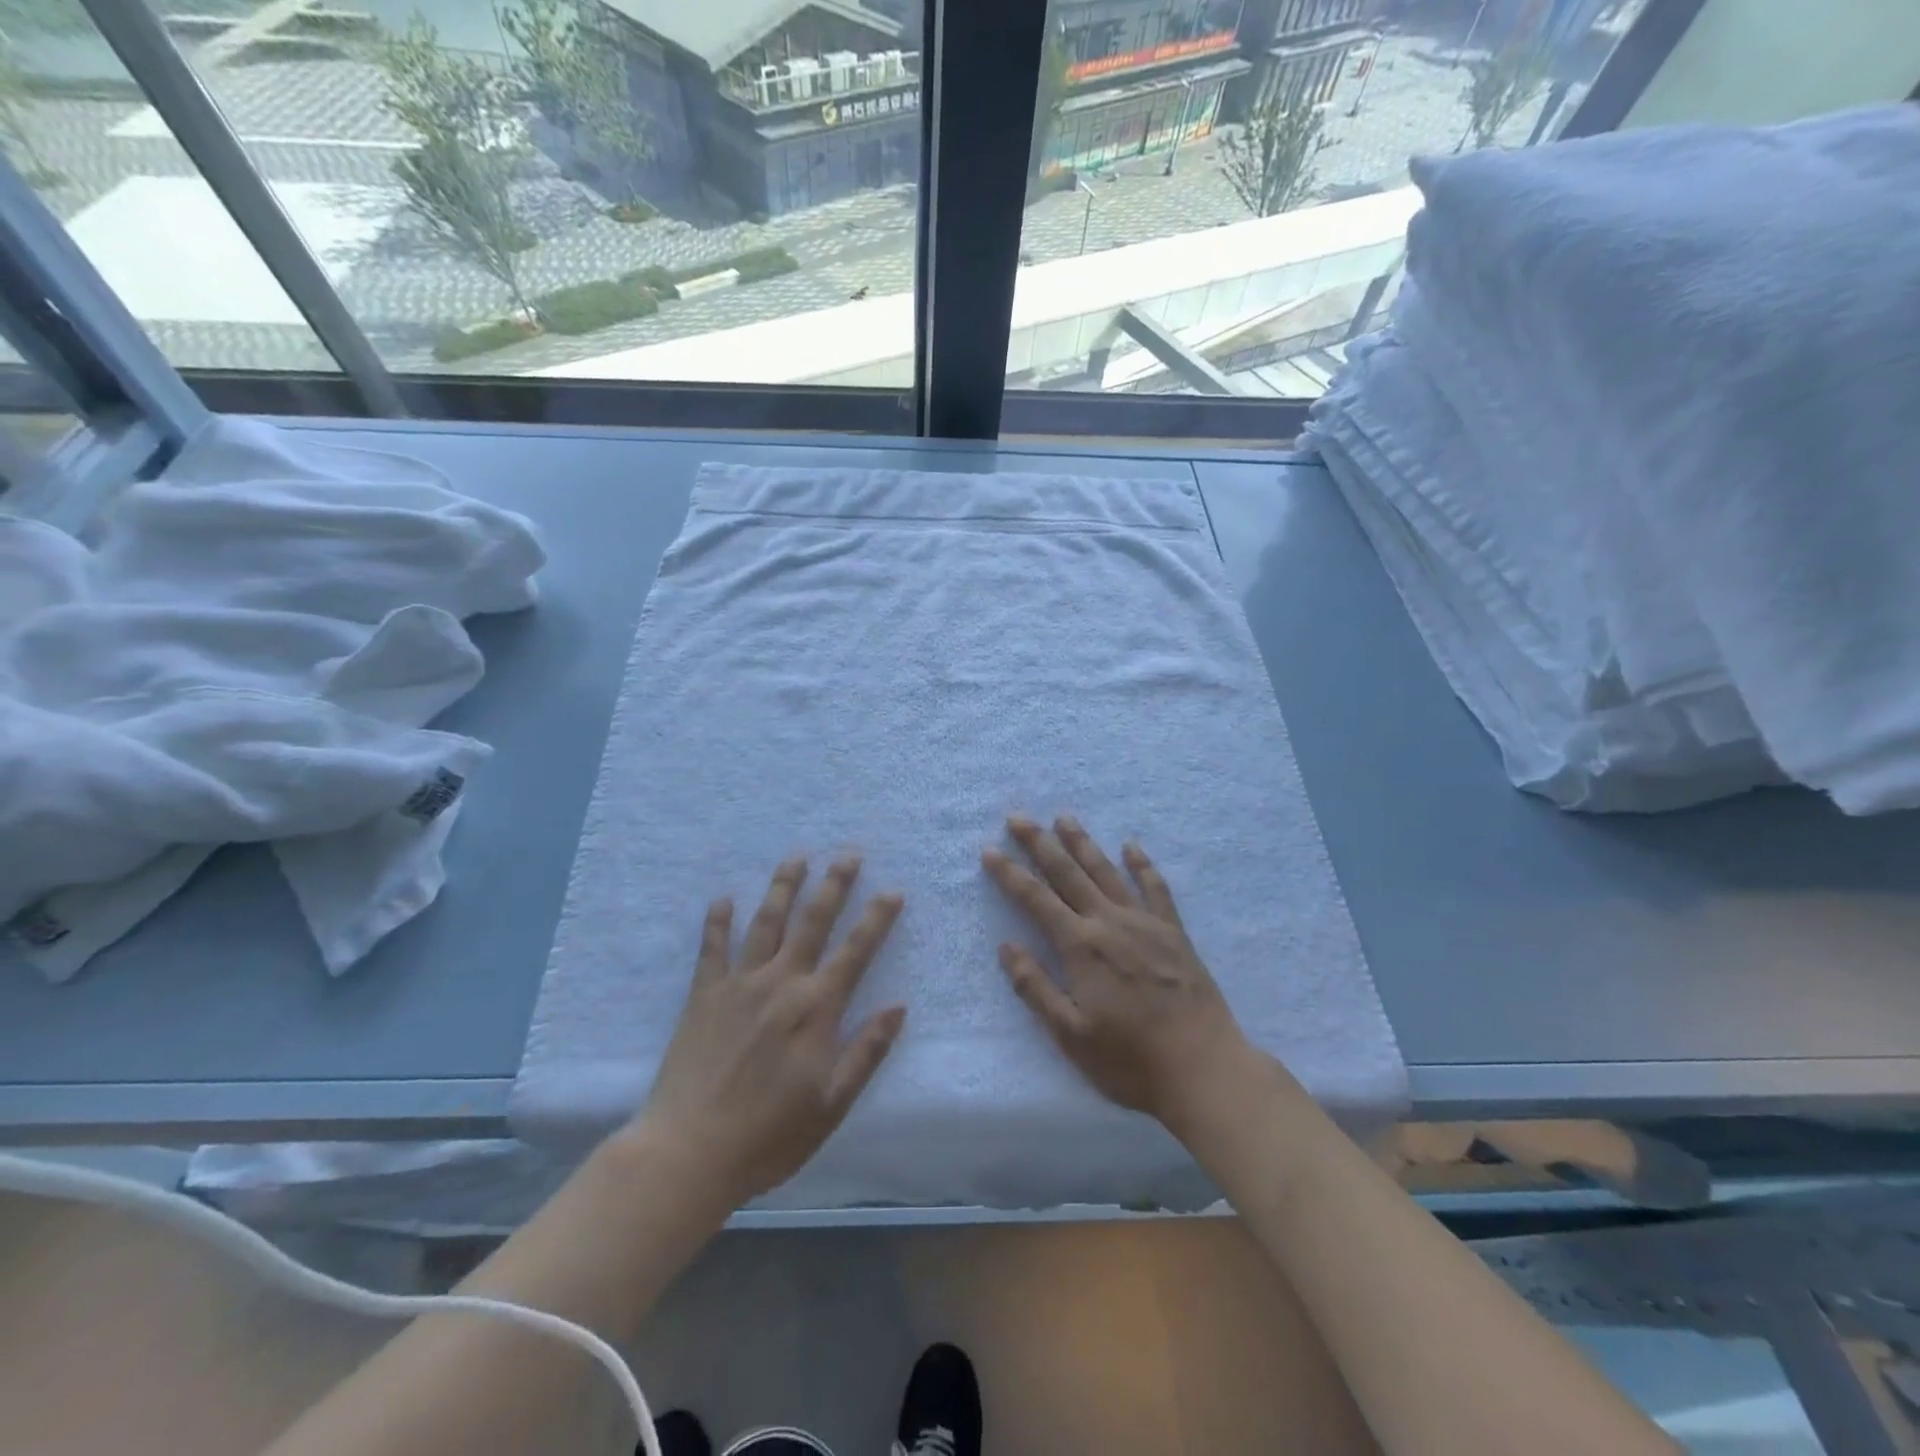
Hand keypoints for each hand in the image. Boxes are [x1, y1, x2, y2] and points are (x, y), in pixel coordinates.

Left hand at [631, 855, 905, 1204]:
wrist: (688, 1153)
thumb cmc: (768, 1136)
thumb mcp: (832, 1104)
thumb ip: (867, 1051)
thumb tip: (899, 1006)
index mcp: (816, 1009)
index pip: (856, 951)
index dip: (877, 919)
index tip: (893, 890)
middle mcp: (781, 983)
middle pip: (812, 922)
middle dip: (834, 884)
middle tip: (849, 853)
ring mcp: (739, 984)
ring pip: (766, 922)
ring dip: (784, 887)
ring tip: (798, 857)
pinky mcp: (703, 996)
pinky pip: (712, 948)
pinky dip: (718, 921)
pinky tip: (724, 899)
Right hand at [984, 815, 1266, 1135]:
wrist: (1204, 1067)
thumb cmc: (1130, 1060)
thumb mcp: (1071, 1035)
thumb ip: (1035, 988)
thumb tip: (1007, 947)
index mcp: (1081, 947)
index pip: (1036, 899)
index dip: (1010, 874)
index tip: (990, 850)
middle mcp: (1109, 923)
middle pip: (1067, 874)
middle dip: (1039, 843)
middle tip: (1018, 817)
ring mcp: (1145, 923)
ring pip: (1106, 871)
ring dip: (1082, 843)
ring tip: (1064, 817)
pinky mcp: (1174, 932)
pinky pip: (1155, 888)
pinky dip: (1142, 864)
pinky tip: (1131, 846)